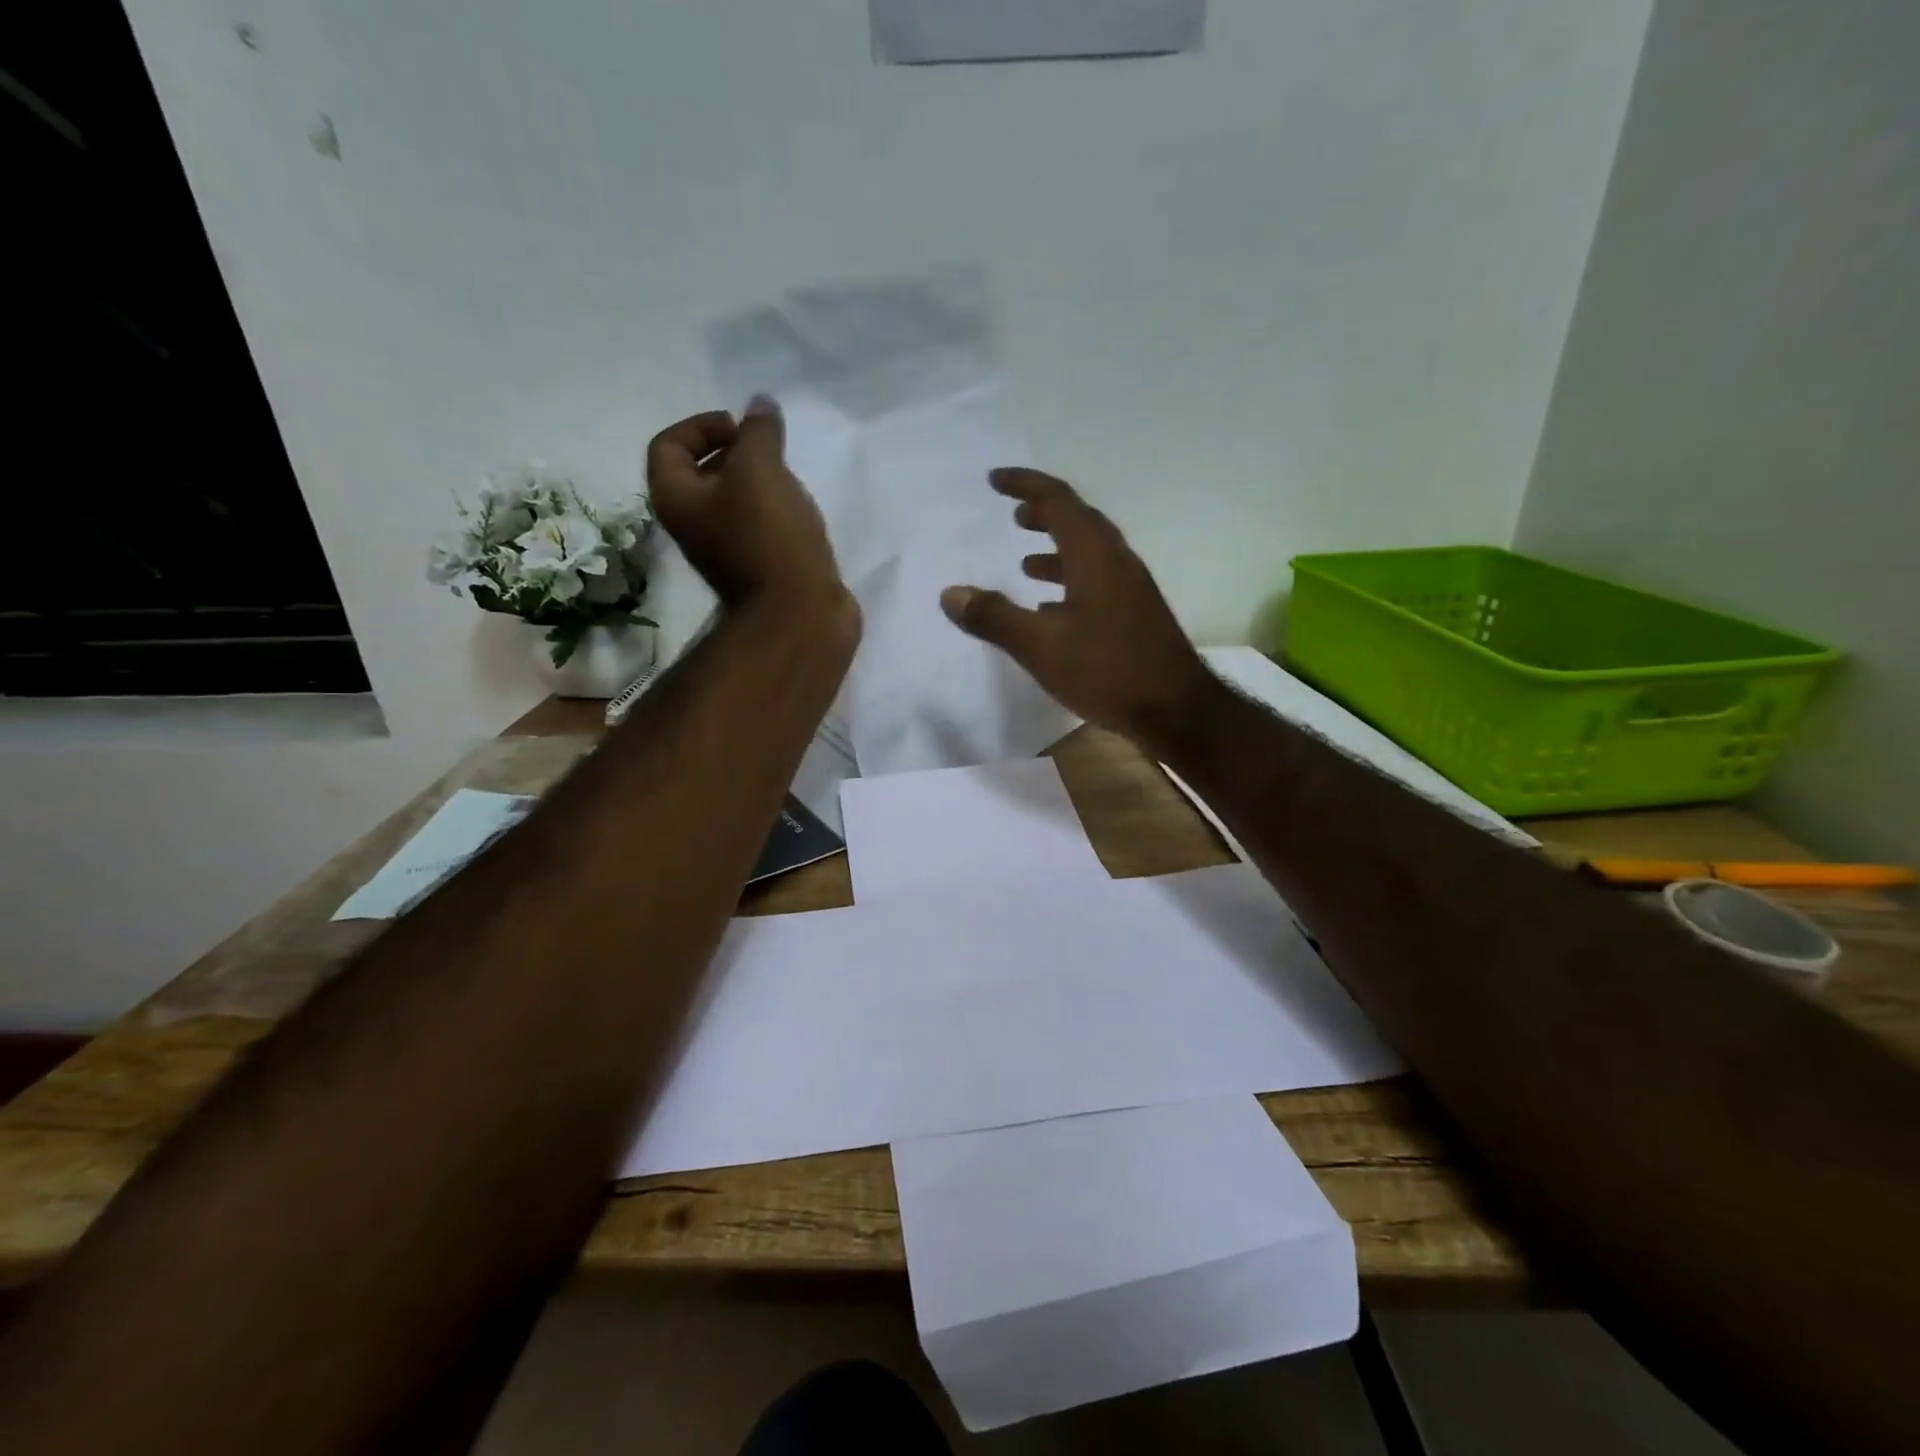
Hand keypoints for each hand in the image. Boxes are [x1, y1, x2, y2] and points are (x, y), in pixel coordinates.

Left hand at [646, 398, 847, 611]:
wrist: (799, 612)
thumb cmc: (769, 536)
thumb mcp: (761, 469)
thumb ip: (759, 431)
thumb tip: (761, 405)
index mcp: (676, 499)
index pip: (668, 445)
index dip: (700, 425)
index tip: (741, 429)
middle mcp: (692, 525)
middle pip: (700, 473)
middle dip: (733, 451)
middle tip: (767, 449)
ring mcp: (725, 549)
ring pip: (732, 500)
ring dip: (758, 481)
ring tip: (788, 478)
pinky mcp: (757, 566)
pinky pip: (757, 524)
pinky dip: (774, 509)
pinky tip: (799, 509)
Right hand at [941, 468, 1214, 751]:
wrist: (1176, 710)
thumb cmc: (1107, 670)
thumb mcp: (1040, 646)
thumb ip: (994, 618)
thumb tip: (950, 593)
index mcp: (1094, 556)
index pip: (1058, 501)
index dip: (1025, 484)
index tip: (995, 481)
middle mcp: (1116, 562)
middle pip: (1078, 522)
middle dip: (1043, 513)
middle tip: (1014, 516)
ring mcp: (1131, 589)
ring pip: (1090, 554)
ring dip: (1056, 550)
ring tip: (1025, 564)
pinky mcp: (1136, 615)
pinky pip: (1098, 582)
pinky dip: (1070, 582)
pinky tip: (1052, 610)